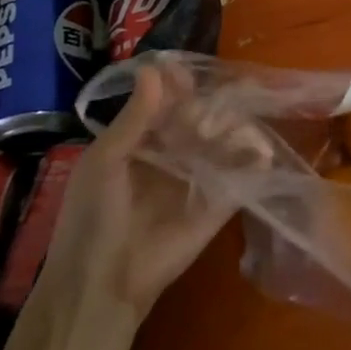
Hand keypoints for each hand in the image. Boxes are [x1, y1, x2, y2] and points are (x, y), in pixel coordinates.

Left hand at [35, 63, 240, 322]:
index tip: (186, 73)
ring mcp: (201, 175)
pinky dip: (257, 159)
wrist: (102, 282)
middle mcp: (175, 151)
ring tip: (221, 135)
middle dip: (209, 106)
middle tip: (202, 119)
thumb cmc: (93, 216)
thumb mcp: (105, 160)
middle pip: (203, 115)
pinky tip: (258, 151)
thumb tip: (156, 67)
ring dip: (234, 127)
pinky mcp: (222, 202)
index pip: (169, 100)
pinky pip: (244, 175)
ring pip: (227, 139)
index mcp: (143, 138)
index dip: (180, 84)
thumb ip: (135, 116)